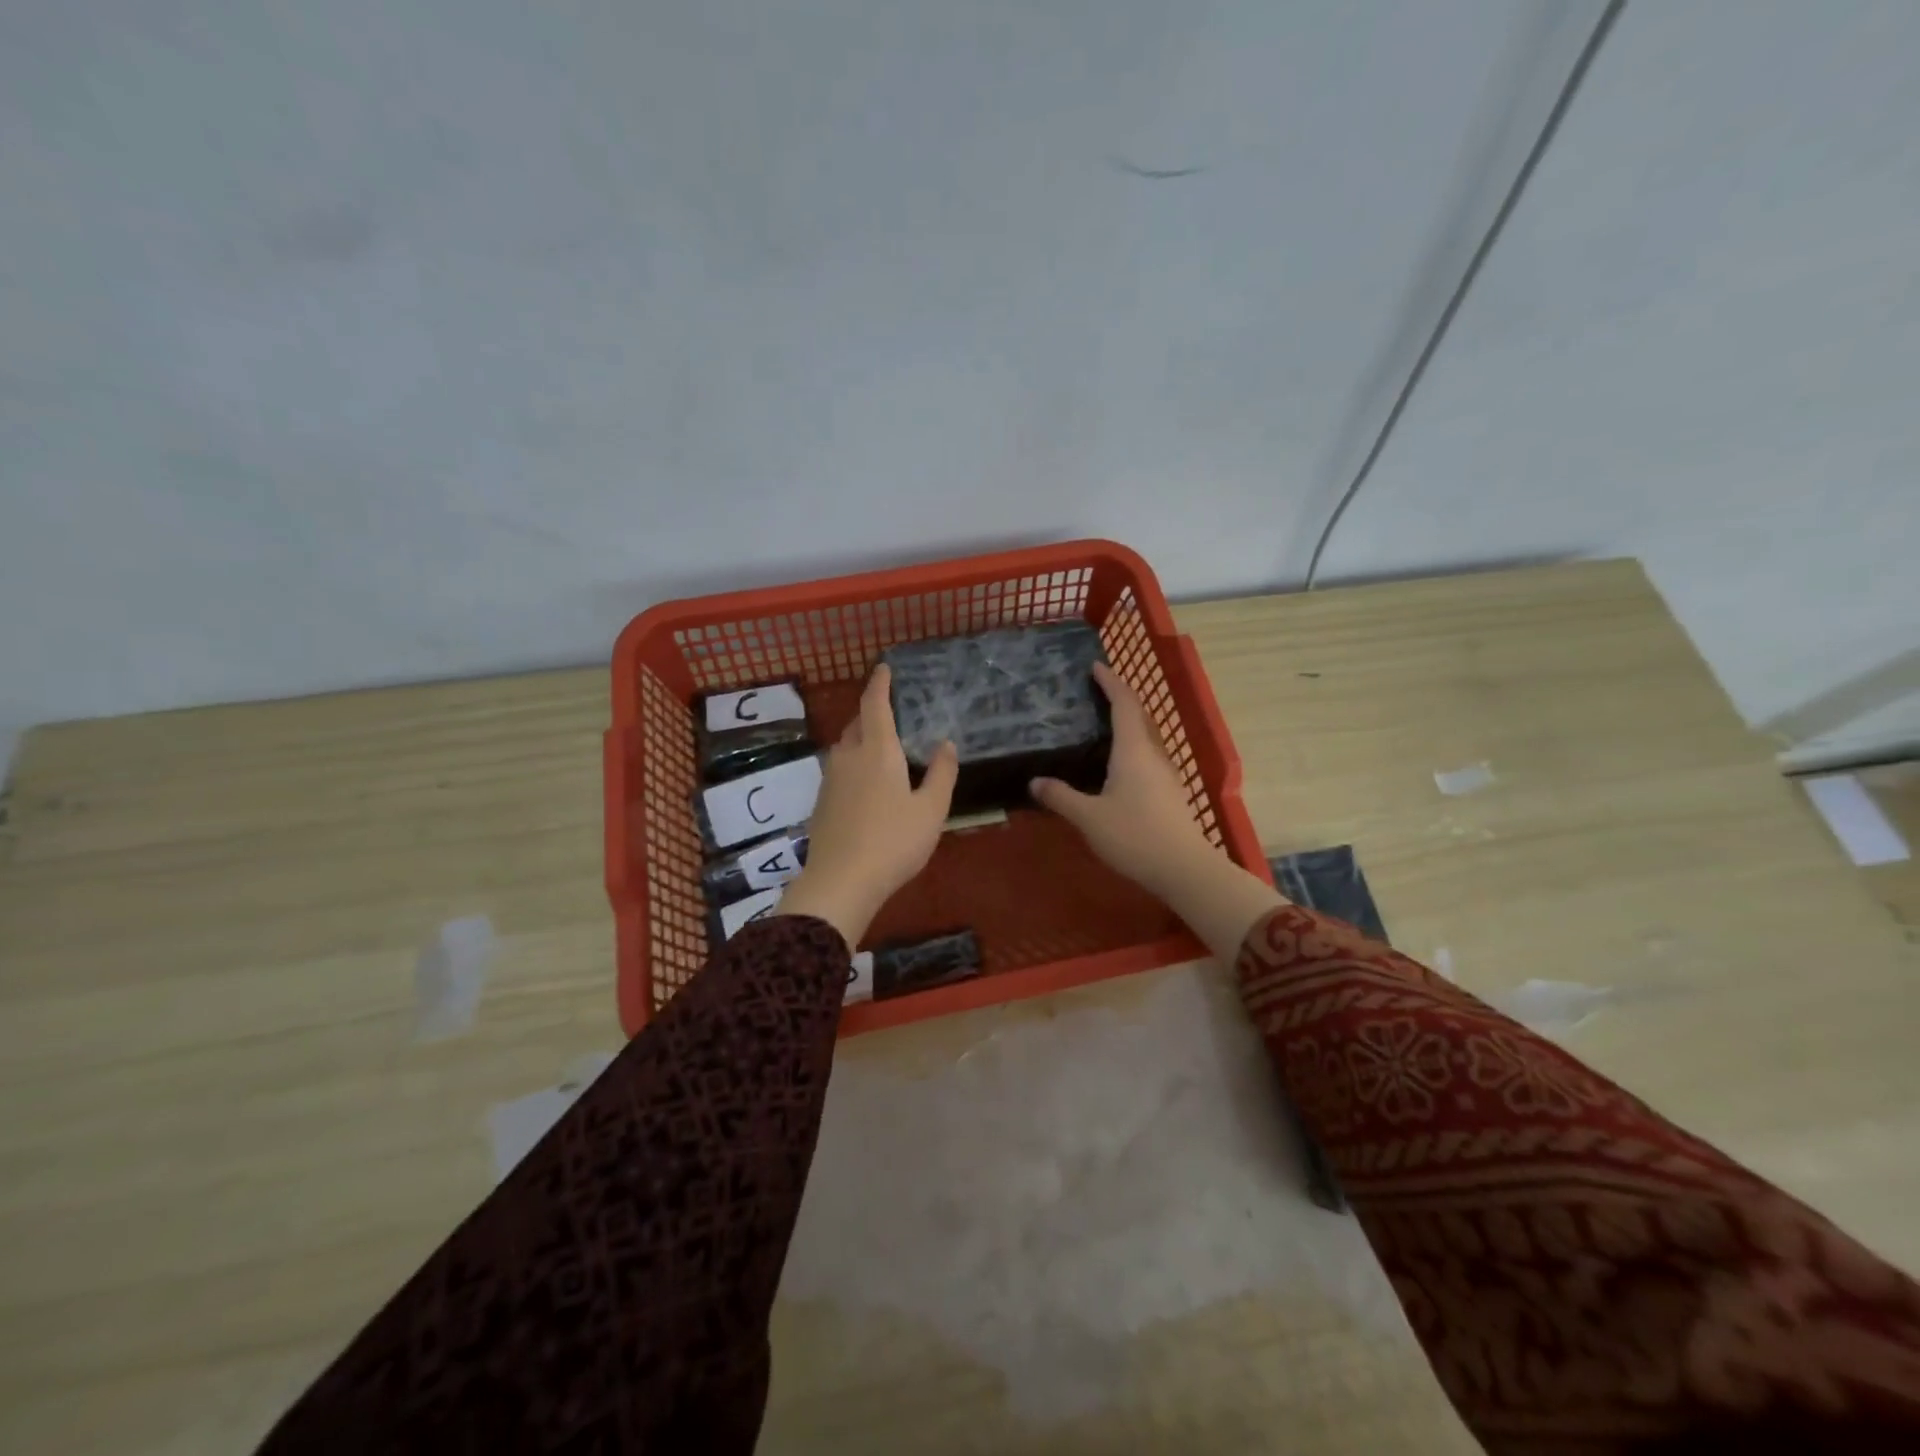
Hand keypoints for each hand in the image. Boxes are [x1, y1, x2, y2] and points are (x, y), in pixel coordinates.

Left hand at [776, 664, 958, 946]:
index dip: (879, 684)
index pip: (875, 705)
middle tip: (889, 712)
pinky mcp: (821, 803)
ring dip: (860, 739)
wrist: (841, 881)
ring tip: (880, 748)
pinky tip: (865, 784)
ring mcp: (830, 780)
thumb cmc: (894, 842)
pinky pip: (839, 770)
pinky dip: (853, 764)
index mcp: (877, 751)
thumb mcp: (931, 810)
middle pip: (857, 724)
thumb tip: (946, 744)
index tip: (884, 668)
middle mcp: (849, 757)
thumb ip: (941, 774)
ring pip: (845, 747)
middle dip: (871, 712)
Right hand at [1029, 663, 1213, 896]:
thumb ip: (1061, 796)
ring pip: (1146, 736)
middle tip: (1095, 691)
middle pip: (1139, 715)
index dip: (1110, 682)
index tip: (1095, 666)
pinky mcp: (1170, 792)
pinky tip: (1118, 763)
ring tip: (1102, 723)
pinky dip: (1132, 746)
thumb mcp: (1088, 817)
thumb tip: (1034, 781)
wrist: (1183, 868)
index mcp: (1133, 750)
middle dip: (1119, 698)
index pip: (1123, 703)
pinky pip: (1148, 755)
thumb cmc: (1133, 835)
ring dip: (1128, 722)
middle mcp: (1152, 754)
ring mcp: (1165, 773)